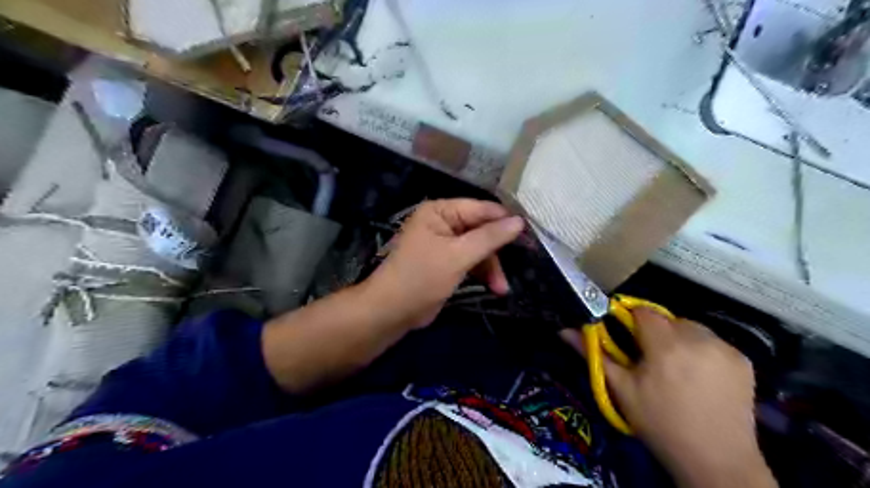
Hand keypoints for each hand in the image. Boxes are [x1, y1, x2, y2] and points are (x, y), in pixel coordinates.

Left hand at [364, 199, 525, 329]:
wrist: (391, 311)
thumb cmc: (422, 277)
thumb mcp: (458, 256)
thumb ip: (490, 238)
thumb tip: (520, 221)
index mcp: (440, 211)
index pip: (480, 209)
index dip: (505, 221)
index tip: (531, 235)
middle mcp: (442, 222)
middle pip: (481, 229)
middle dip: (497, 251)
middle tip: (520, 265)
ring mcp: (444, 243)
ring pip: (478, 248)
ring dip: (491, 267)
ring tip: (501, 288)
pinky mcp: (446, 262)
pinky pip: (470, 261)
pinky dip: (482, 273)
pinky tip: (494, 288)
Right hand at [561, 309, 777, 486]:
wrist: (716, 460)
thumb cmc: (660, 424)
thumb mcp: (621, 390)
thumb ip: (594, 355)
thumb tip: (565, 330)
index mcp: (665, 345)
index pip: (643, 311)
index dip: (630, 320)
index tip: (625, 336)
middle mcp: (698, 339)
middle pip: (667, 318)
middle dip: (655, 331)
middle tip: (649, 357)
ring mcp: (725, 348)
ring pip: (691, 327)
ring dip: (679, 338)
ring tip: (675, 366)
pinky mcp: (743, 360)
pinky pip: (713, 341)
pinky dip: (702, 349)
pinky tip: (699, 374)